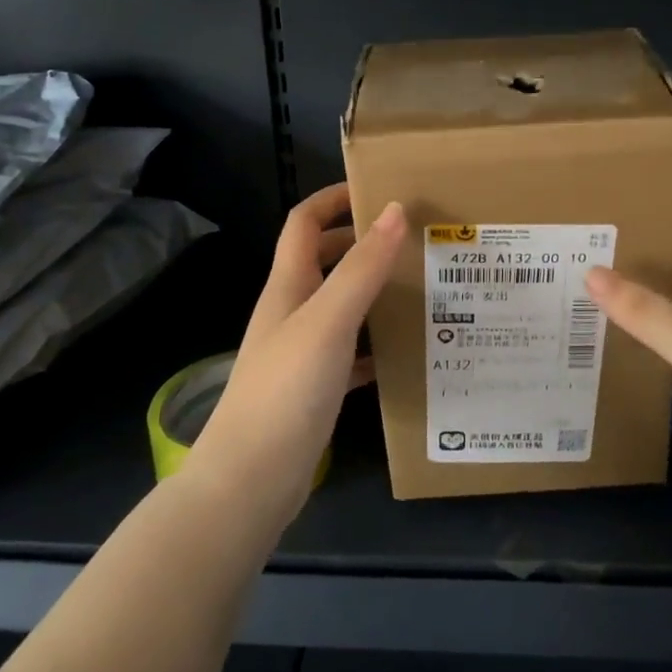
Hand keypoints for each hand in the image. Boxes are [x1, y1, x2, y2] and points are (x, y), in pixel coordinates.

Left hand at [187, 185, 406, 524]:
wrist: (250, 481)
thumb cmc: (285, 391)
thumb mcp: (328, 321)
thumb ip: (362, 267)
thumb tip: (395, 209)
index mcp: (288, 286)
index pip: (304, 223)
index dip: (333, 199)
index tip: (378, 190)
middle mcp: (292, 311)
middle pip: (325, 261)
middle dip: (362, 243)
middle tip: (413, 240)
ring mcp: (301, 352)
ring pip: (341, 306)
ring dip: (373, 292)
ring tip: (422, 287)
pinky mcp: (314, 388)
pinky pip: (351, 353)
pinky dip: (376, 344)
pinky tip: (407, 351)